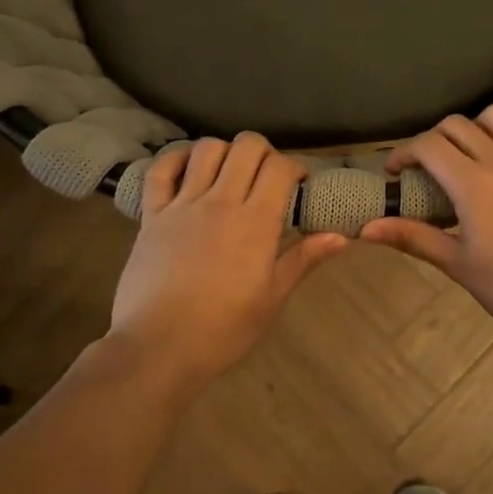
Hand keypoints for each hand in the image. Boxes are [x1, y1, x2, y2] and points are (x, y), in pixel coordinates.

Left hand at [109, 134, 348, 389]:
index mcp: (256, 222)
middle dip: (264, 152)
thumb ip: (303, 259)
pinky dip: (175, 159)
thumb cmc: (223, 329)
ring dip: (225, 152)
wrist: (158, 347)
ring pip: (206, 149)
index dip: (295, 167)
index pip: (281, 168)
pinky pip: (160, 170)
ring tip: (230, 173)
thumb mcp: (272, 298)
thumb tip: (341, 236)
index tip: (299, 184)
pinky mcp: (151, 214)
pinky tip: (188, 168)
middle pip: (247, 146)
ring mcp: (182, 204)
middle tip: (267, 176)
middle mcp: (220, 201)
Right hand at [360, 105, 492, 343]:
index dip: (404, 152)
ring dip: (477, 127)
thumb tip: (365, 229)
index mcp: (472, 183)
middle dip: (433, 139)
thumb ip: (414, 238)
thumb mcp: (459, 265)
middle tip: (428, 167)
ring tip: (473, 153)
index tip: (396, 172)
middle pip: (457, 125)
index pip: (427, 145)